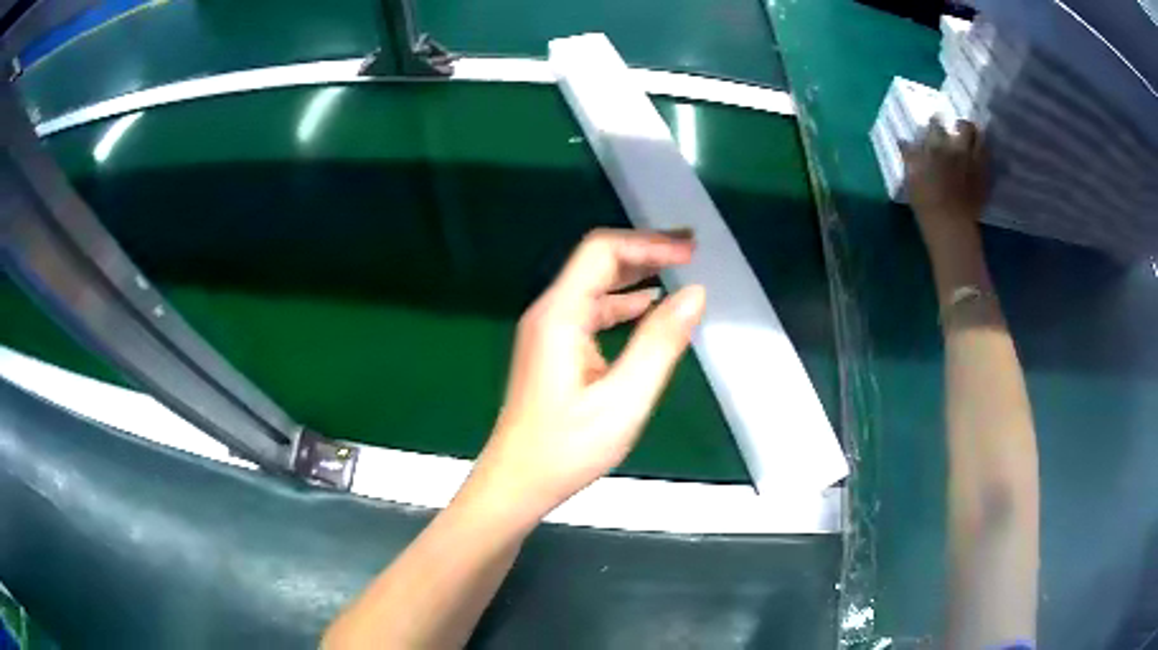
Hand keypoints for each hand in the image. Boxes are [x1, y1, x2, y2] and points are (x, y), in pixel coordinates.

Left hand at [469, 229, 705, 518]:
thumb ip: (660, 343)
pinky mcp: (554, 349)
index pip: (602, 252)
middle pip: (597, 261)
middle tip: (691, 251)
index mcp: (560, 316)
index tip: (690, 251)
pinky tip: (649, 308)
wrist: (517, 482)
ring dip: (637, 274)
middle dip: (645, 250)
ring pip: (595, 285)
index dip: (648, 243)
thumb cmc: (567, 448)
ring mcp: (549, 331)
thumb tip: (695, 293)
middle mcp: (550, 313)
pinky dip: (624, 303)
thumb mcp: (624, 399)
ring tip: (679, 271)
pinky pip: (592, 311)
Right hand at [902, 119, 988, 252]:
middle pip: (965, 126)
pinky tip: (980, 159)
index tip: (935, 122)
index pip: (936, 124)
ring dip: (977, 138)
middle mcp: (958, 149)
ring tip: (973, 141)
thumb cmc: (926, 202)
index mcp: (937, 146)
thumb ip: (910, 156)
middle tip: (959, 129)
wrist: (950, 226)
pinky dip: (985, 156)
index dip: (935, 122)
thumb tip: (903, 140)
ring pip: (981, 140)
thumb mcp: (911, 178)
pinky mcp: (985, 178)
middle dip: (962, 125)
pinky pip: (988, 160)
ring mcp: (975, 163)